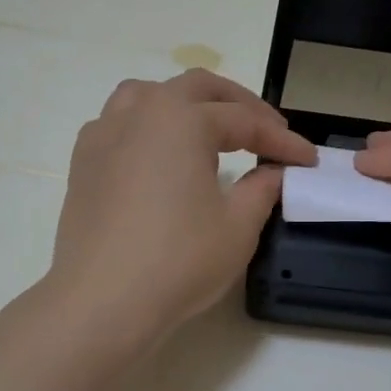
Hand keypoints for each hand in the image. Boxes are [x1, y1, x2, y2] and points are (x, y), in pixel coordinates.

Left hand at [48, 70, 316, 341]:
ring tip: (208, 130)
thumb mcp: (238, 227)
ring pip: (149, 95)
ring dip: (187, 104)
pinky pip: (119, 124)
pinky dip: (147, 126)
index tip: (308, 159)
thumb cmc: (178, 260)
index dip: (282, 141)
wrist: (102, 301)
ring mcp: (104, 134)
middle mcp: (141, 112)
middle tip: (268, 133)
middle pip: (198, 89)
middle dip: (239, 105)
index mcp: (183, 119)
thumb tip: (272, 172)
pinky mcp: (83, 162)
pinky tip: (158, 155)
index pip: (245, 121)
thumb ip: (262, 188)